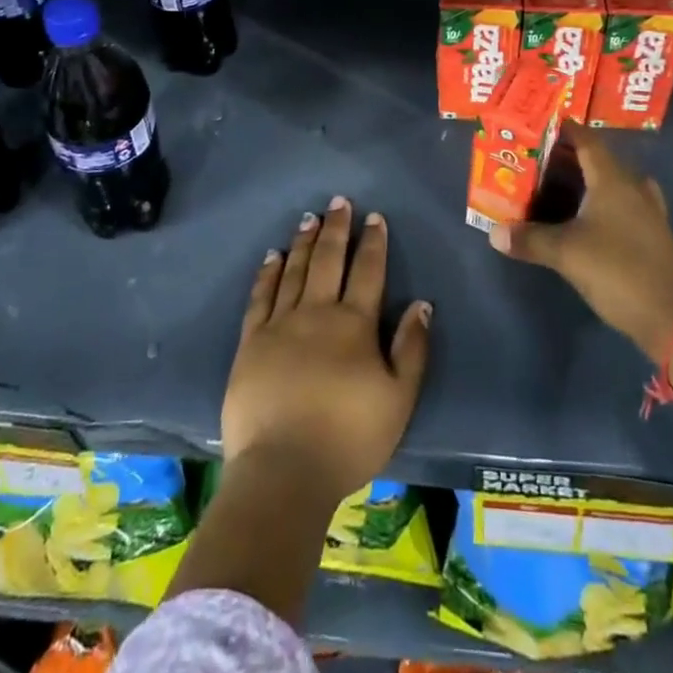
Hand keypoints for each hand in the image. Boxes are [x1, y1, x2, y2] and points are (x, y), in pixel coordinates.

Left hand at [223, 197, 431, 505]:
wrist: (283, 470)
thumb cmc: (348, 438)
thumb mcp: (398, 400)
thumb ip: (411, 349)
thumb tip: (421, 303)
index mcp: (355, 324)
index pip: (368, 271)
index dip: (373, 241)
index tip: (374, 217)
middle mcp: (317, 312)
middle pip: (329, 259)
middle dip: (336, 228)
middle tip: (338, 201)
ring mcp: (280, 323)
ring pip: (295, 270)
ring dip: (304, 241)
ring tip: (309, 218)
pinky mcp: (251, 340)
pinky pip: (260, 296)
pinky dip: (268, 272)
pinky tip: (273, 256)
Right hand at [489, 131, 672, 361]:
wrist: (672, 318)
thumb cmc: (617, 271)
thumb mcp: (566, 253)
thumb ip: (529, 239)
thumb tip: (494, 233)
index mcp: (613, 180)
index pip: (587, 140)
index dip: (565, 130)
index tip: (540, 125)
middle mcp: (633, 187)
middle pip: (600, 159)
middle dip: (570, 156)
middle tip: (539, 159)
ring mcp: (648, 211)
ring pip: (614, 182)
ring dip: (589, 179)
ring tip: (560, 184)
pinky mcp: (653, 234)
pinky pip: (624, 204)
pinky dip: (604, 202)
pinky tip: (588, 217)